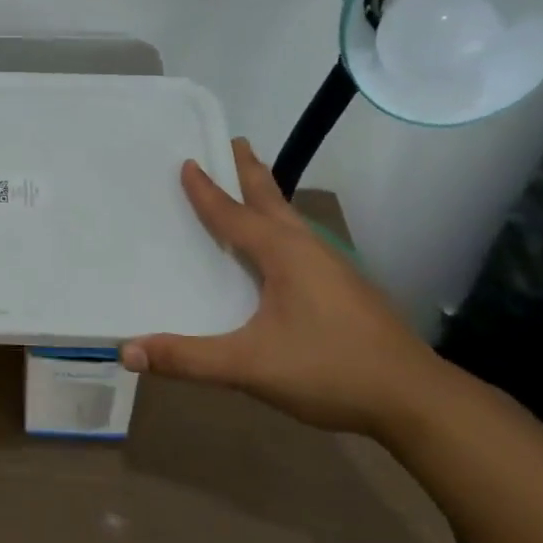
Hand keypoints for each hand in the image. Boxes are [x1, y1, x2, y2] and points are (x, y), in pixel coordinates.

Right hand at [122, 137, 443, 435]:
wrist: (415, 400)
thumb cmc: (330, 370)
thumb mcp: (250, 366)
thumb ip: (188, 359)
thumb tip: (127, 350)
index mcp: (283, 253)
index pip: (234, 214)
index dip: (207, 191)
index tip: (187, 161)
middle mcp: (308, 249)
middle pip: (271, 199)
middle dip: (250, 170)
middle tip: (234, 142)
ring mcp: (333, 267)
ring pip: (291, 220)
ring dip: (267, 197)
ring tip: (251, 185)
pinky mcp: (346, 288)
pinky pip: (301, 242)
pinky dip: (280, 227)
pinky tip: (279, 251)